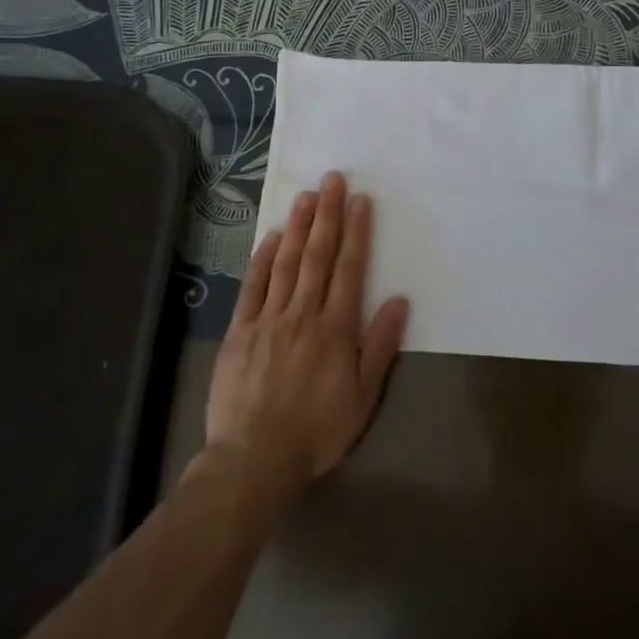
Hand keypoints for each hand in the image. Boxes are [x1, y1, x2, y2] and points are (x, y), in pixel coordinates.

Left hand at [203, 171, 409, 498]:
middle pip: (318, 256)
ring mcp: (268, 319)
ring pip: (286, 263)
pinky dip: (263, 258)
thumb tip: (399, 301)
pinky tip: (272, 236)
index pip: (350, 269)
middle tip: (332, 179)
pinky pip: (253, 285)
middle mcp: (303, 314)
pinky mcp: (240, 330)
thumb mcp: (363, 398)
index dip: (357, 232)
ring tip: (307, 196)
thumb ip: (379, 346)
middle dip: (327, 215)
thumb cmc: (317, 431)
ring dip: (298, 227)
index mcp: (336, 329)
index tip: (360, 200)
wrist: (254, 459)